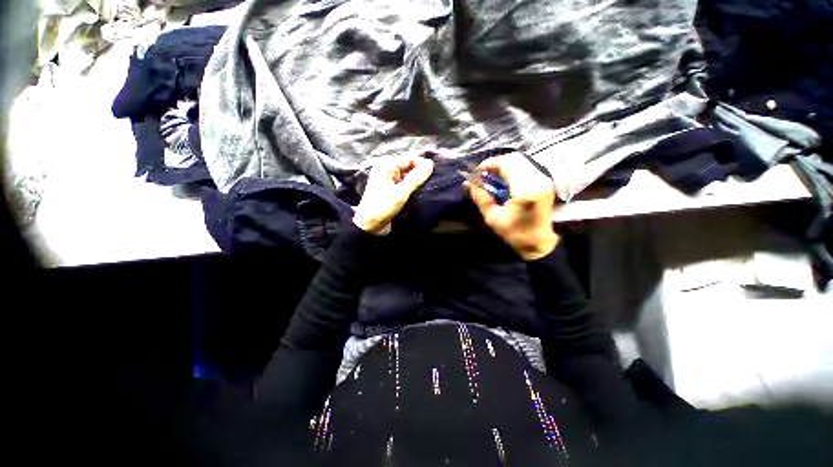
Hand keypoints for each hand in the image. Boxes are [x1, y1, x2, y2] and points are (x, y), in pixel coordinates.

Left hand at [353, 155, 433, 233]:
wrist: (370, 226)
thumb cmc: (382, 207)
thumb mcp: (401, 192)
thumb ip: (416, 178)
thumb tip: (430, 165)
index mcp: (386, 166)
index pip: (409, 157)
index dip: (422, 163)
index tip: (433, 172)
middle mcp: (387, 170)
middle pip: (408, 165)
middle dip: (420, 171)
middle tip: (432, 180)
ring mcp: (389, 180)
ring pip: (407, 175)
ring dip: (417, 179)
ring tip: (427, 186)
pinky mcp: (391, 190)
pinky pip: (405, 183)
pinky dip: (412, 186)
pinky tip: (419, 191)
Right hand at [465, 152, 558, 259]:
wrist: (540, 243)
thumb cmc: (516, 234)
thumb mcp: (493, 218)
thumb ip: (481, 198)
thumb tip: (467, 183)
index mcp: (525, 190)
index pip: (507, 164)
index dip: (490, 164)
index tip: (477, 172)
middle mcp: (537, 180)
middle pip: (514, 159)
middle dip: (496, 164)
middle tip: (484, 175)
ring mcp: (543, 180)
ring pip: (520, 161)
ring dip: (503, 166)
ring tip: (492, 178)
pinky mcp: (544, 182)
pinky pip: (525, 167)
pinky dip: (511, 170)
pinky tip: (503, 181)